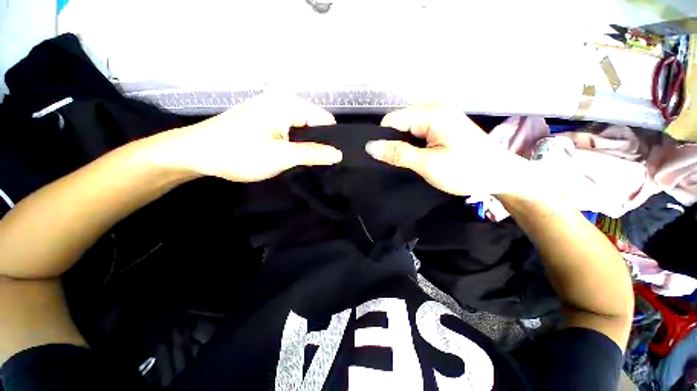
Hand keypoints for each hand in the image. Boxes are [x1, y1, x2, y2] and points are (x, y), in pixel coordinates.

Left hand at [153, 92, 342, 181]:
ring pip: (303, 127)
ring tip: (308, 160)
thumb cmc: (239, 153)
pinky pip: (291, 128)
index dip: (332, 139)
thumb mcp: (281, 156)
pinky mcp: (266, 117)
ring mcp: (272, 107)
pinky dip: (295, 141)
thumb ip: (313, 154)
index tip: (334, 158)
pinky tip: (293, 153)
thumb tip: (338, 154)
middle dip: (319, 142)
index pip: (325, 120)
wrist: (197, 153)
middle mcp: (282, 100)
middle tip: (320, 163)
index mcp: (288, 103)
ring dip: (307, 144)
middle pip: (314, 123)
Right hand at [366, 104, 530, 196]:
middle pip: (399, 123)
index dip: (384, 140)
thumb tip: (370, 146)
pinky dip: (413, 144)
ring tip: (409, 161)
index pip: (391, 121)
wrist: (500, 175)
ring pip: (407, 128)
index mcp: (431, 113)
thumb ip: (398, 153)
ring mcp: (439, 115)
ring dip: (403, 145)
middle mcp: (434, 107)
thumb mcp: (428, 164)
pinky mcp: (442, 124)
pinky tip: (418, 156)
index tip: (385, 160)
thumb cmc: (467, 170)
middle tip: (400, 163)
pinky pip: (417, 131)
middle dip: (394, 143)